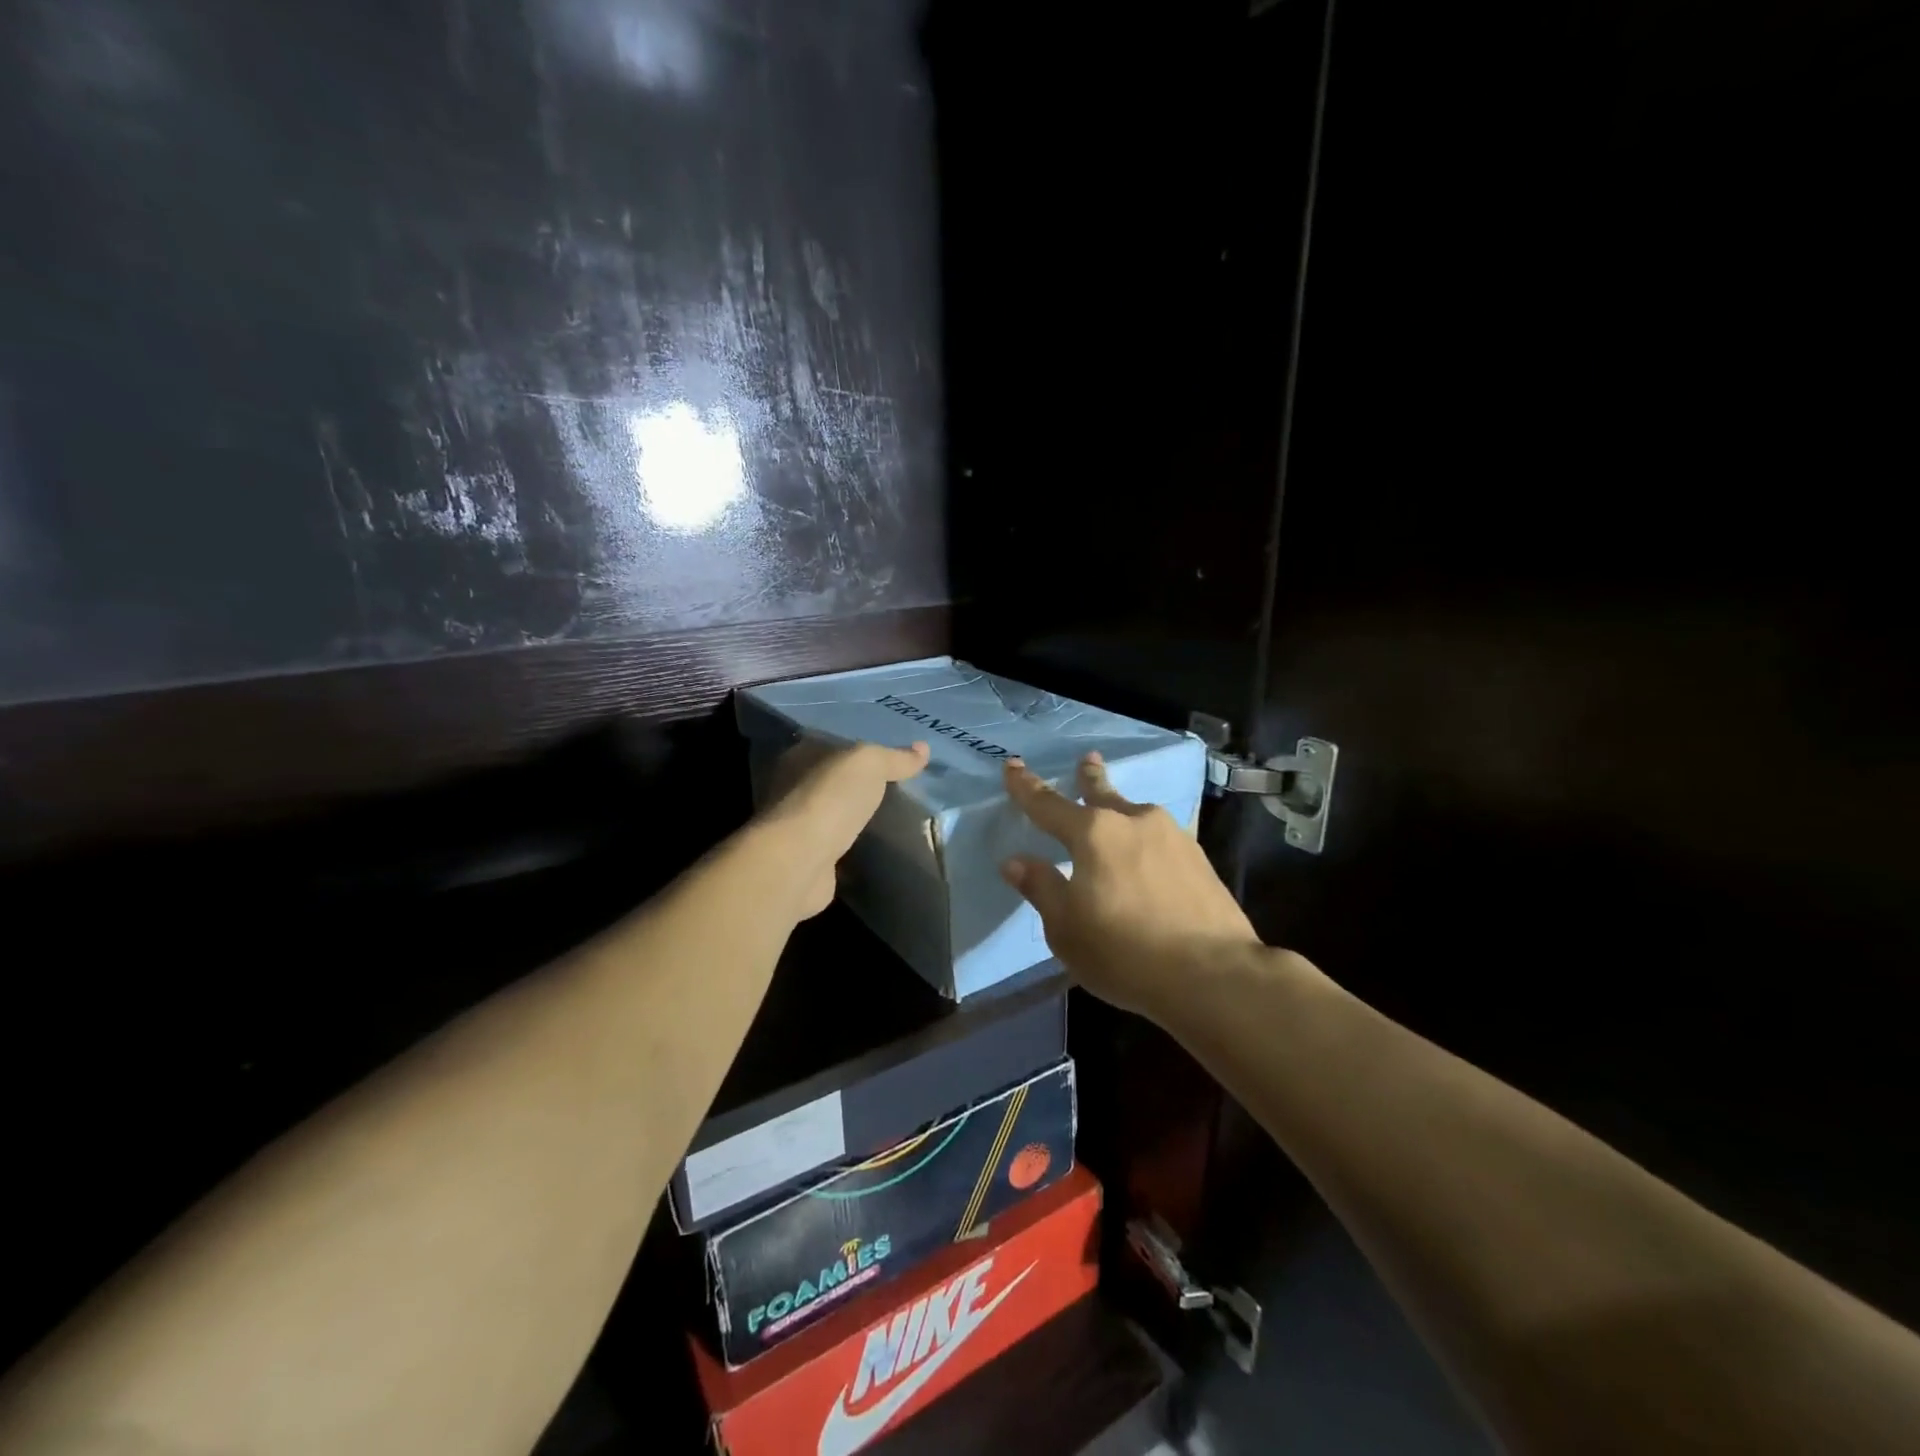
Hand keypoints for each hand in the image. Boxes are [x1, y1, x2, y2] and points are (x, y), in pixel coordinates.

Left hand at [759, 737, 929, 917]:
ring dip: (854, 816)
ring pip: (833, 813)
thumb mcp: (869, 764)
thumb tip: (923, 749)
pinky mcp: (805, 857)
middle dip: (858, 785)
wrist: (800, 860)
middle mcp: (791, 787)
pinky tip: (874, 847)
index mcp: (800, 756)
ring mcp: (796, 825)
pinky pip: (835, 844)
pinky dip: (851, 845)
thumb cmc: (830, 798)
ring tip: (891, 818)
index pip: (833, 745)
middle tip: (899, 789)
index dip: (860, 749)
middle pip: (832, 780)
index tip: (891, 758)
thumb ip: (894, 757)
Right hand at [1000, 752, 1262, 1016]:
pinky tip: (1151, 856)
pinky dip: (1147, 841)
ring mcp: (1172, 836)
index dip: (1025, 786)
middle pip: (1103, 792)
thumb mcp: (1066, 928)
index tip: (1011, 764)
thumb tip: (1016, 860)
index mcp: (1093, 833)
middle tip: (1087, 759)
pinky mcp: (1200, 858)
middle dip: (1089, 776)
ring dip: (1122, 811)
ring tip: (1118, 816)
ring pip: (1136, 814)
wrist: (1213, 974)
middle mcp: (1133, 821)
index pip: (1048, 804)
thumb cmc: (1124, 952)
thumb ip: (1041, 888)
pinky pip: (1161, 839)